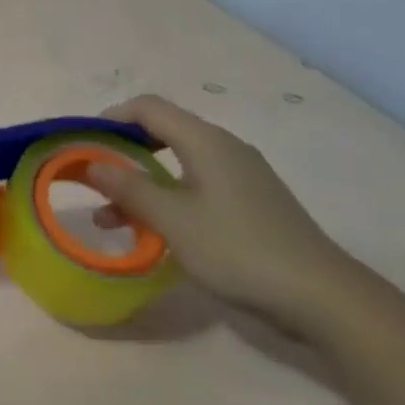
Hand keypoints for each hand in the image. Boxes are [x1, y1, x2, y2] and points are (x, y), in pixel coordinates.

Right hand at [86, 95, 364, 336]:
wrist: (322, 296)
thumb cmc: (238, 249)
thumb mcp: (172, 220)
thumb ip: (129, 188)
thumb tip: (93, 162)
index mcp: (205, 141)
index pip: (148, 108)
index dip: (110, 118)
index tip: (82, 144)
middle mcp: (224, 148)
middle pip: (162, 132)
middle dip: (121, 152)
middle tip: (92, 177)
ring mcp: (241, 176)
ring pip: (177, 165)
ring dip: (140, 184)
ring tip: (109, 218)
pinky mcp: (250, 202)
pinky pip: (196, 186)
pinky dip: (166, 199)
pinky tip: (153, 231)